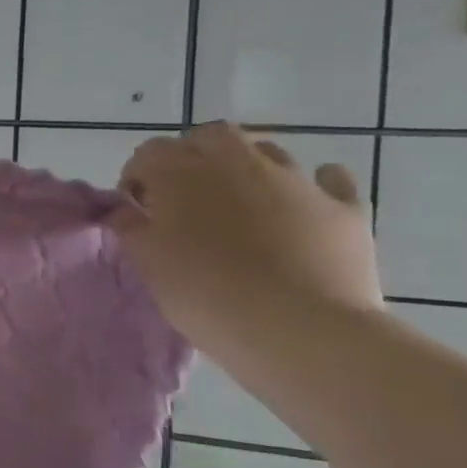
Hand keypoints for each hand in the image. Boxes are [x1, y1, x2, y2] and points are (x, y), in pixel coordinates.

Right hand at [112, 123, 381, 363]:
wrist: (301, 330)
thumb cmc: (206, 296)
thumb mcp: (148, 264)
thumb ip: (130, 227)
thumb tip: (124, 209)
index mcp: (181, 174)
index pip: (148, 153)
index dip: (138, 177)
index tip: (137, 210)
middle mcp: (238, 163)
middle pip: (210, 137)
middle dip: (193, 156)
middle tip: (185, 194)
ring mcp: (296, 180)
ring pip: (266, 151)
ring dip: (247, 167)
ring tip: (239, 204)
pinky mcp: (343, 208)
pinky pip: (329, 180)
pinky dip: (314, 184)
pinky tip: (303, 204)